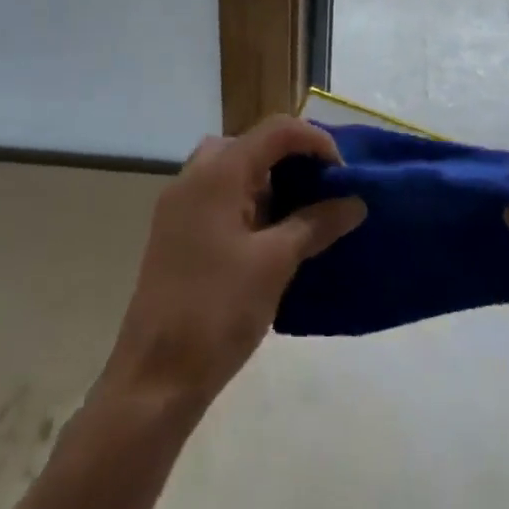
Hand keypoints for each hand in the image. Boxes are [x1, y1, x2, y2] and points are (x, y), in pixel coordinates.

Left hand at [98, 116, 366, 416]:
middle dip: (292, 160)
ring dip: (270, 182)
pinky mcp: (176, 231)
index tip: (344, 176)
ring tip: (303, 214)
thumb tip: (354, 202)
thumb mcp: (275, 263)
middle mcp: (194, 175)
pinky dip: (249, 202)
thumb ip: (316, 224)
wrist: (154, 377)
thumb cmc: (217, 311)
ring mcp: (180, 204)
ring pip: (234, 170)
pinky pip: (219, 196)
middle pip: (252, 144)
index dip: (316, 142)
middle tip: (323, 191)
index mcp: (218, 172)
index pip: (276, 130)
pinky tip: (272, 237)